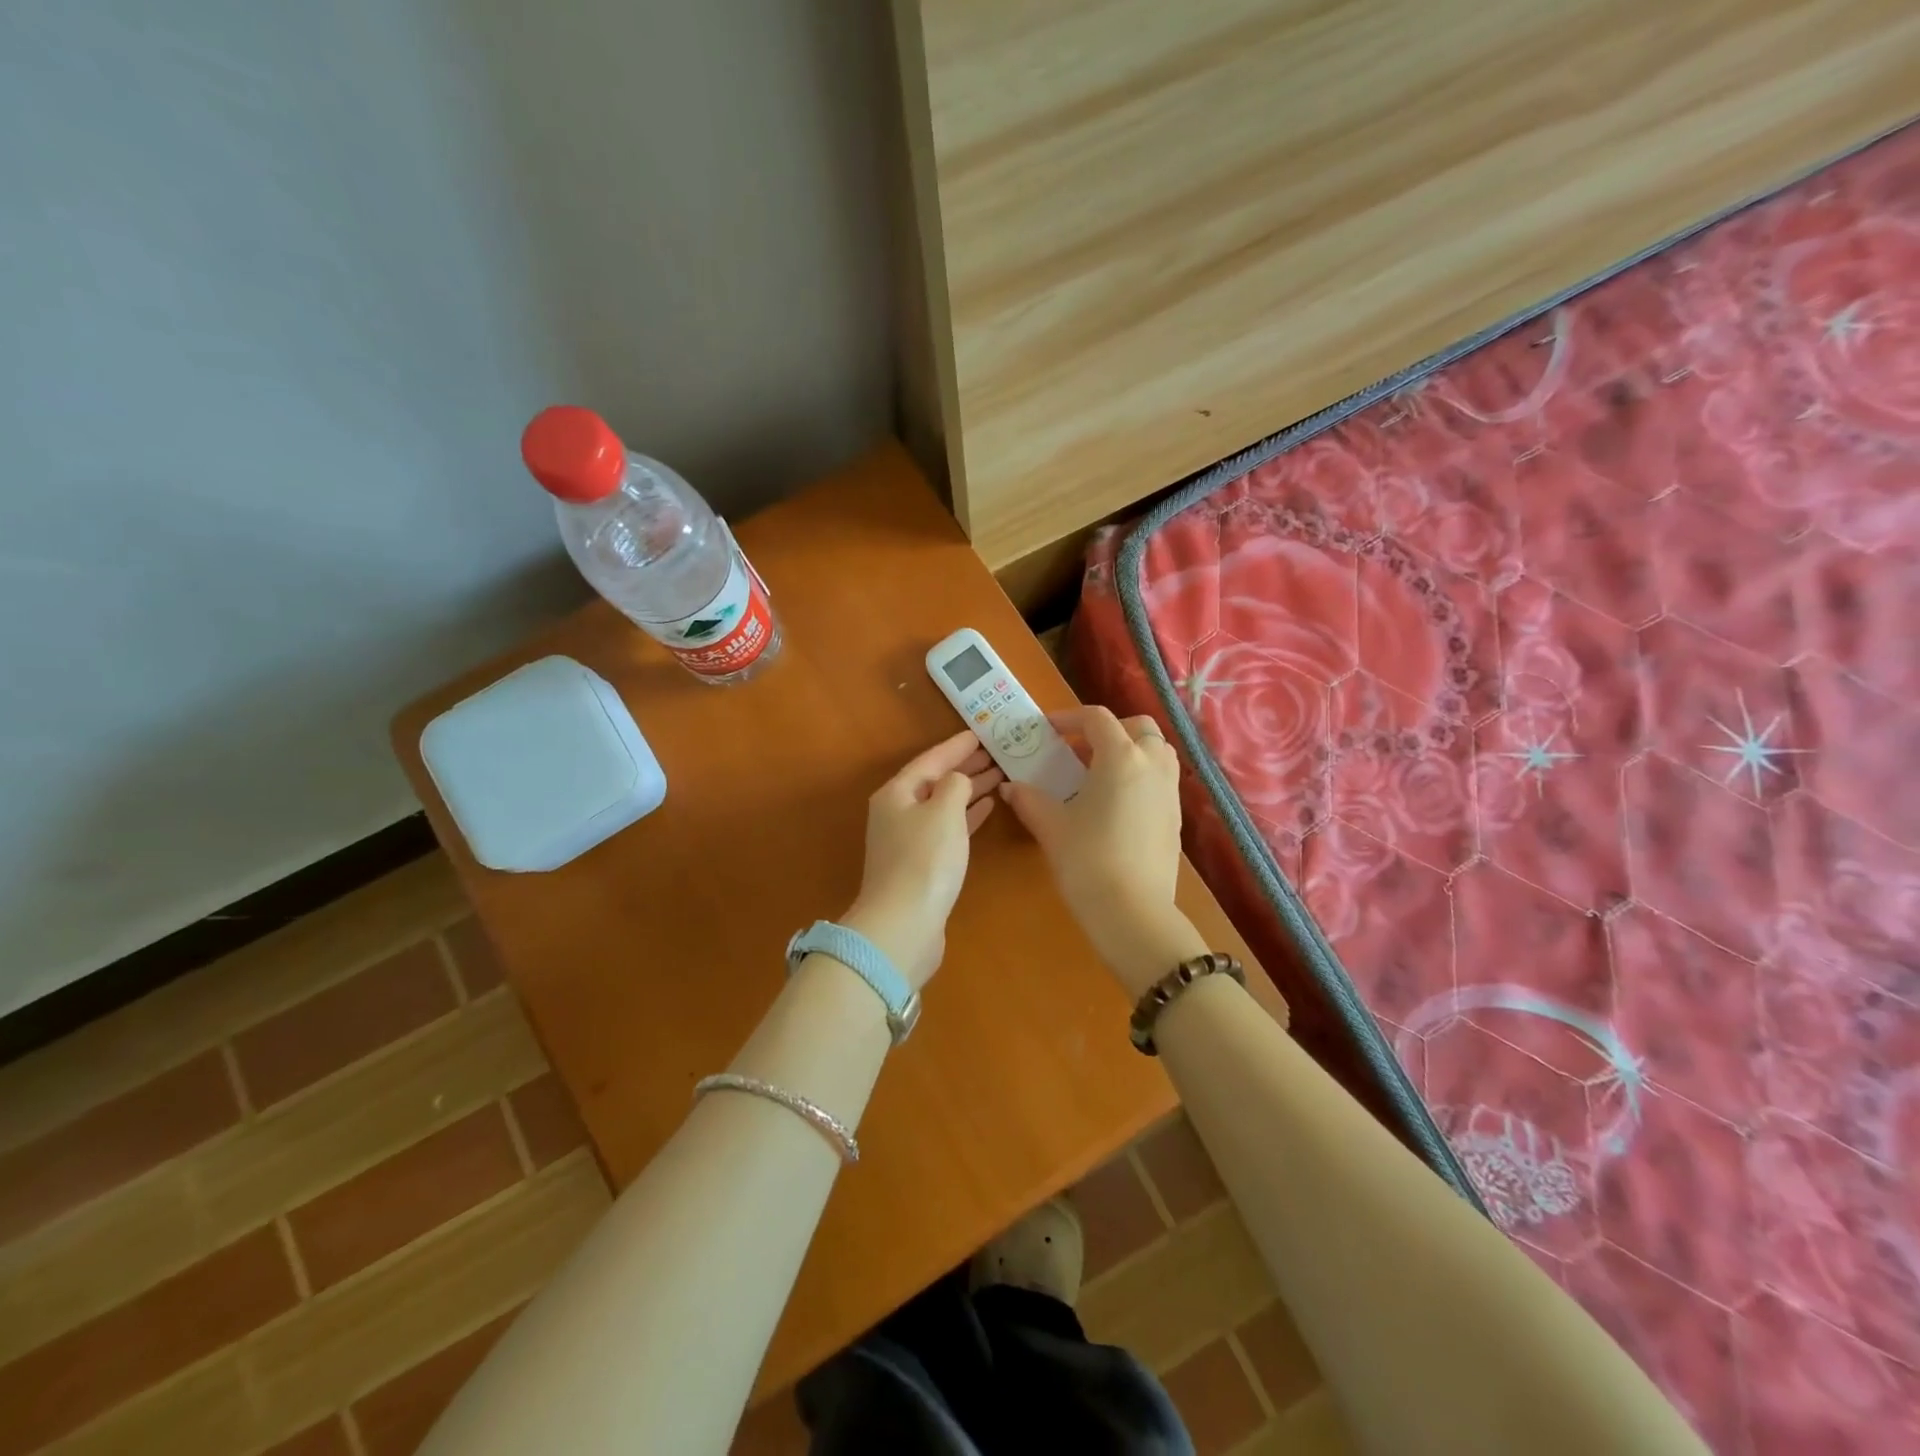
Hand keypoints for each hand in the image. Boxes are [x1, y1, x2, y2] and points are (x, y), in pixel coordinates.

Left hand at [842, 730, 1002, 987]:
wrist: (904, 925)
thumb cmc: (924, 860)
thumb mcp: (944, 811)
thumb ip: (956, 785)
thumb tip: (959, 781)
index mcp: (897, 794)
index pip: (930, 759)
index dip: (956, 746)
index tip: (981, 733)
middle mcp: (898, 813)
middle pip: (935, 781)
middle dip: (964, 766)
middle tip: (996, 752)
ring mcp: (909, 841)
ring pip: (943, 804)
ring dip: (969, 790)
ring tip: (999, 775)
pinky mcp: (922, 865)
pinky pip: (948, 828)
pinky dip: (967, 816)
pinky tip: (987, 808)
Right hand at [999, 706, 1207, 997]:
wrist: (1132, 912)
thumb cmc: (1087, 860)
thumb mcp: (1051, 826)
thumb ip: (1029, 799)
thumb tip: (1010, 787)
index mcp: (1121, 757)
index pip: (1096, 718)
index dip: (1068, 718)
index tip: (1047, 731)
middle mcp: (1153, 765)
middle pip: (1138, 726)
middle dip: (1109, 729)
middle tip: (1080, 749)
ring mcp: (1170, 792)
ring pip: (1156, 751)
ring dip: (1130, 750)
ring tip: (1098, 774)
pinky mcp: (1176, 818)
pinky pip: (1160, 779)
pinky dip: (1140, 776)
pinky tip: (1114, 805)